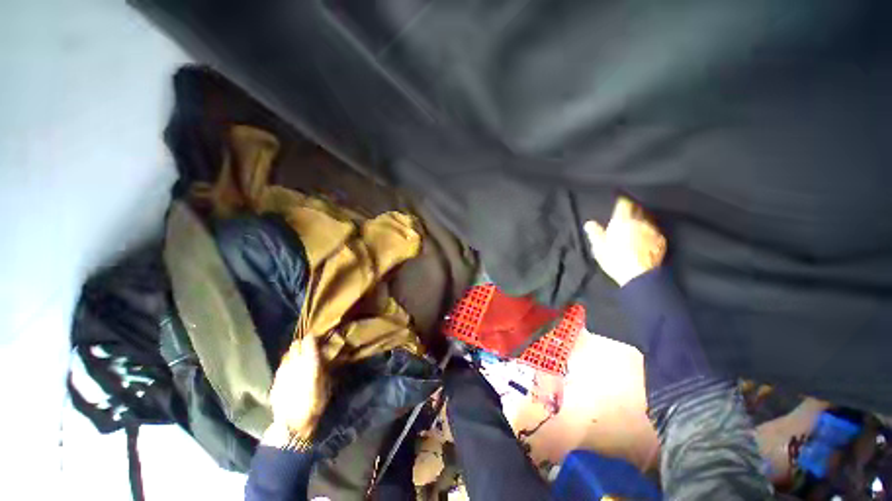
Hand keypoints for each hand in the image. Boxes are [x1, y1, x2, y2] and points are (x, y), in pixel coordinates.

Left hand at [262, 335, 329, 447]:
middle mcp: (295, 363)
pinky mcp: (275, 380)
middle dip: (302, 344)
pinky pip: (282, 366)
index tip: (316, 337)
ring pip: (287, 354)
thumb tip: (323, 357)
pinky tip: (291, 370)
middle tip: (309, 347)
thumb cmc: (314, 404)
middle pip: (296, 345)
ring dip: (294, 353)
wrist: (291, 424)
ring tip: (300, 358)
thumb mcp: (326, 385)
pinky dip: (287, 364)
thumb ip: (323, 368)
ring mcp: (282, 371)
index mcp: (309, 363)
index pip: (308, 341)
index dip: (312, 337)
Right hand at [584, 196, 666, 286]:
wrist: (639, 275)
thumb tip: (589, 223)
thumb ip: (594, 232)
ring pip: (646, 220)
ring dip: (640, 221)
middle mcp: (639, 221)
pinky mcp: (660, 241)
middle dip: (631, 210)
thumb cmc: (615, 259)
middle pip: (636, 209)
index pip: (624, 203)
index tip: (619, 200)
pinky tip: (644, 239)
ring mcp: (652, 230)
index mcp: (622, 220)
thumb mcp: (599, 247)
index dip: (621, 201)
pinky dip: (648, 232)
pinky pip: (653, 231)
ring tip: (634, 228)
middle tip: (625, 215)